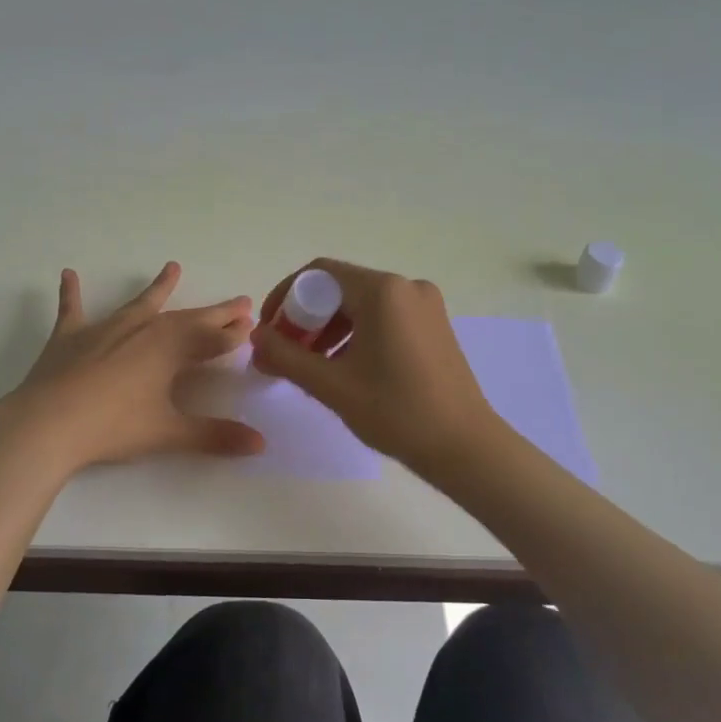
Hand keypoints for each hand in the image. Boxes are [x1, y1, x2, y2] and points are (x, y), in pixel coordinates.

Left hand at [0, 262, 264, 473]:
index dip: (233, 335)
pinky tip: (67, 273)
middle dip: (214, 313)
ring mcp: (104, 330)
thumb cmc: (113, 427)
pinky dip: (71, 292)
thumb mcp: (168, 433)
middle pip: (186, 319)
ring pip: (139, 304)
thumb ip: (215, 436)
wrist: (48, 423)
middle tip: (238, 302)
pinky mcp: (70, 337)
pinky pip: (72, 309)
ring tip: (172, 267)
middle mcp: (142, 330)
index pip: (212, 339)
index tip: (252, 326)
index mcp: (169, 349)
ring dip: (158, 288)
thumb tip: (261, 444)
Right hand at [250, 259, 497, 476]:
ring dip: (328, 329)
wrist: (464, 446)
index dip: (285, 298)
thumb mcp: (331, 385)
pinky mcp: (434, 325)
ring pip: (361, 305)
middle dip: (305, 318)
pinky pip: (383, 317)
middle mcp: (406, 286)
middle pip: (339, 288)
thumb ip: (286, 356)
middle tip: (285, 355)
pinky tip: (344, 368)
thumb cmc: (395, 411)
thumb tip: (256, 336)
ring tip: (310, 367)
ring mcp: (425, 305)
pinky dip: (356, 334)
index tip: (269, 332)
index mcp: (382, 291)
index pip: (318, 274)